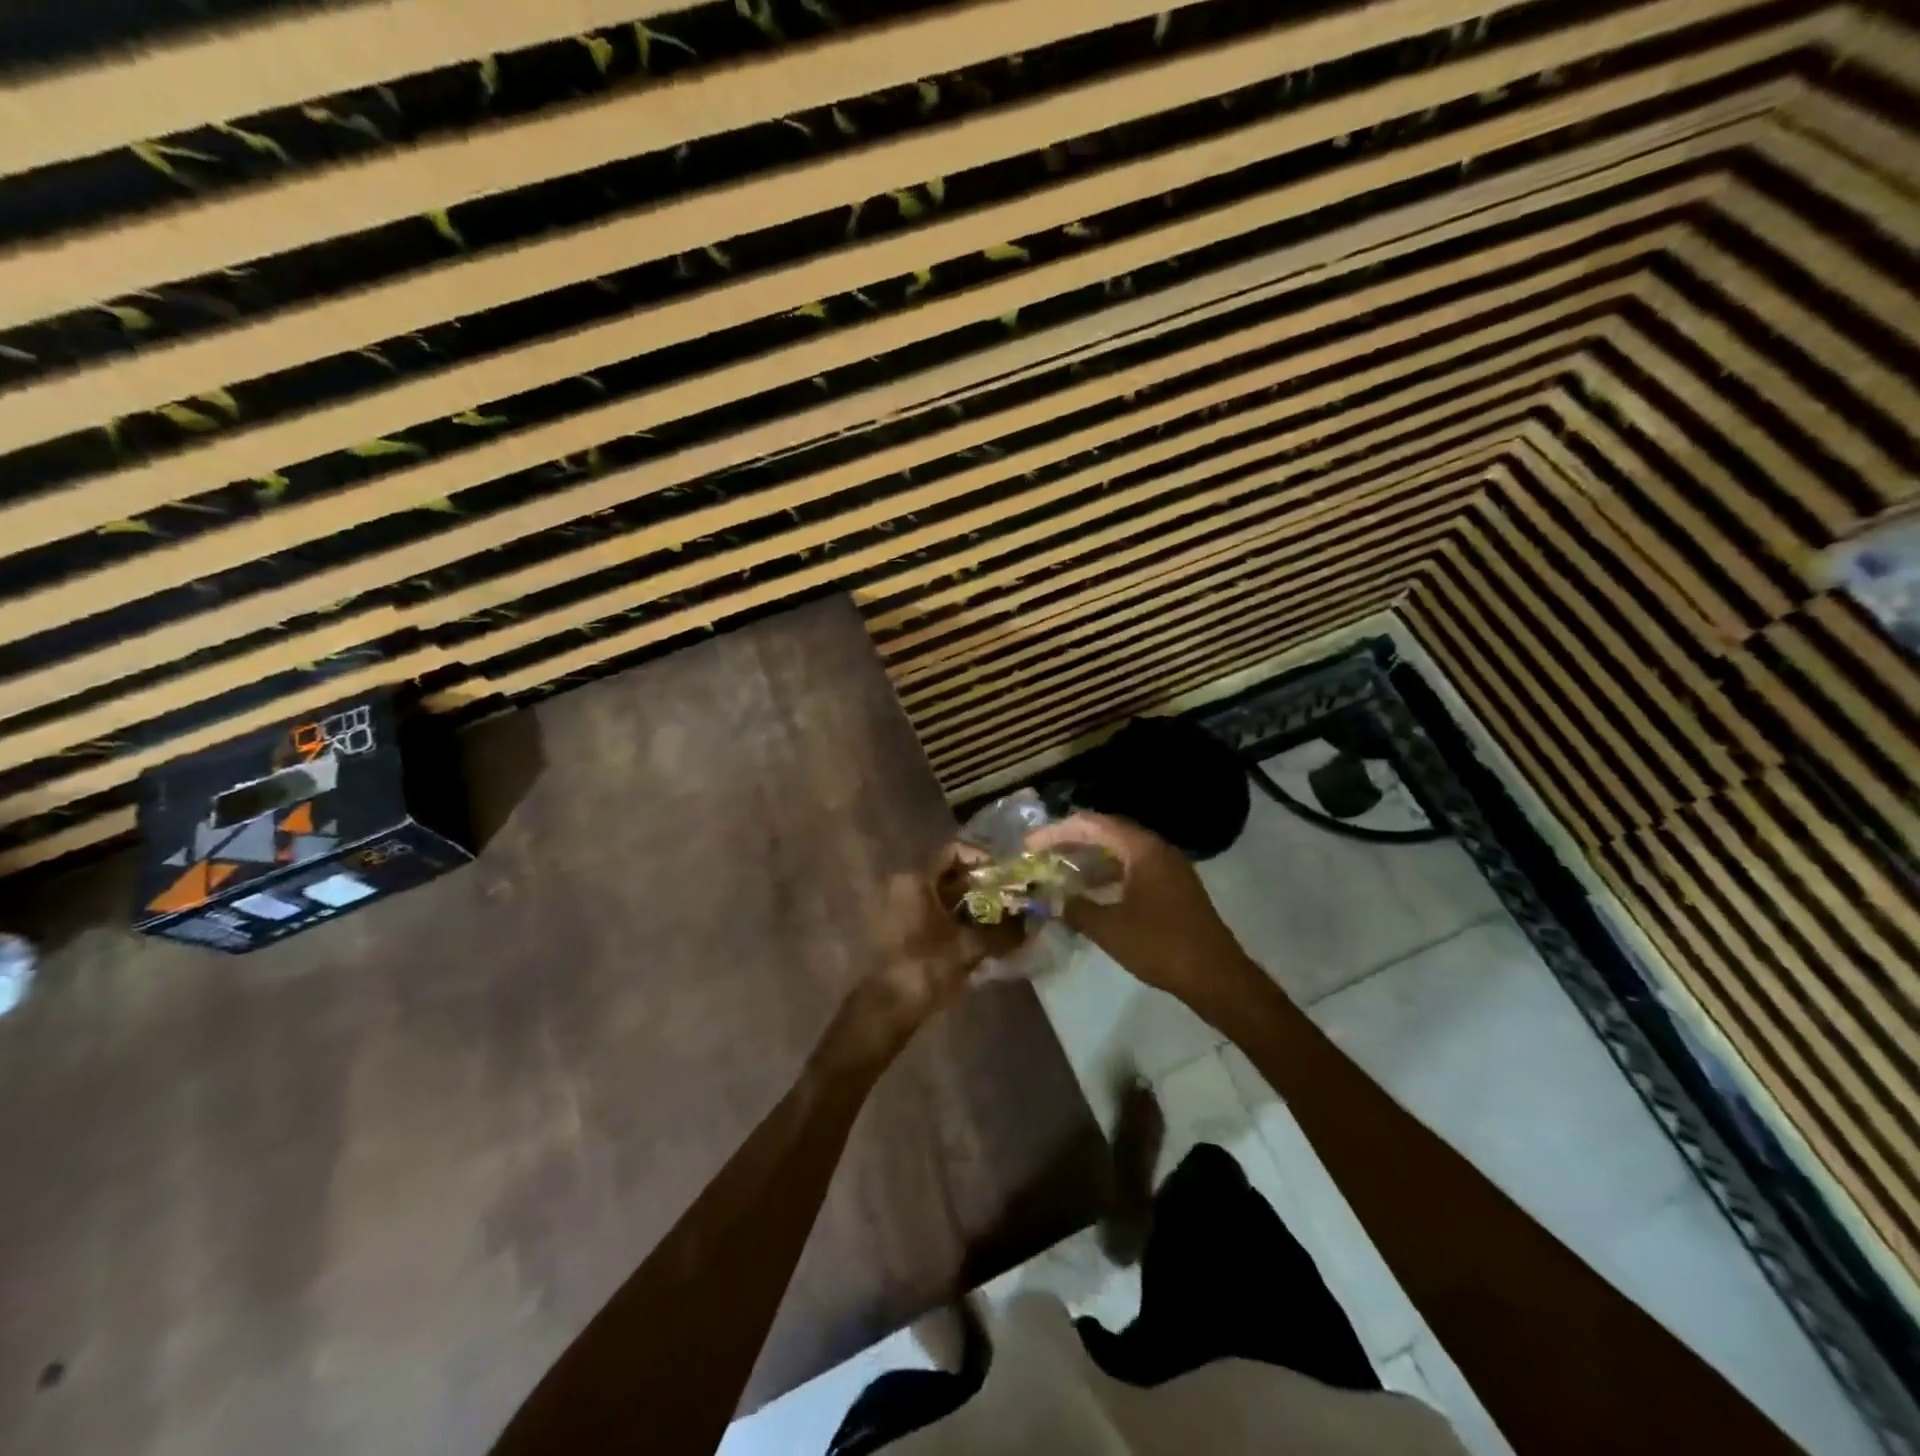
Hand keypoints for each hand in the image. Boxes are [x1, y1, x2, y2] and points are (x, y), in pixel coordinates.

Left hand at [840, 845, 1024, 1065]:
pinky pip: (931, 914)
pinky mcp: (897, 930)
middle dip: (980, 887)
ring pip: (941, 897)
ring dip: (969, 906)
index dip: (981, 858)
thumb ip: (1003, 933)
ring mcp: (897, 908)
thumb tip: (1031, 924)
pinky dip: (954, 920)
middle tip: (1008, 899)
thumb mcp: (970, 946)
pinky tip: (977, 938)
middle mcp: (902, 886)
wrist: (889, 1006)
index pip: (953, 851)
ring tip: (999, 921)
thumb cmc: (927, 965)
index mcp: (915, 879)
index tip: (1004, 875)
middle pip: (948, 875)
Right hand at [1026, 811, 1250, 1008]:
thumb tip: (1055, 900)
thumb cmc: (1161, 945)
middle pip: (1106, 832)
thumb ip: (1076, 909)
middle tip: (1040, 852)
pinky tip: (1090, 892)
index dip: (1057, 831)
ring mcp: (1168, 868)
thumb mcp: (1109, 928)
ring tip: (1059, 870)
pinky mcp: (1173, 888)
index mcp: (1142, 848)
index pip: (1092, 824)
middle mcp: (1156, 849)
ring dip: (1089, 858)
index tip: (1030, 844)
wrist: (1216, 976)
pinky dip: (1107, 874)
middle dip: (1071, 841)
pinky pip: (1132, 869)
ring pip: (1120, 852)